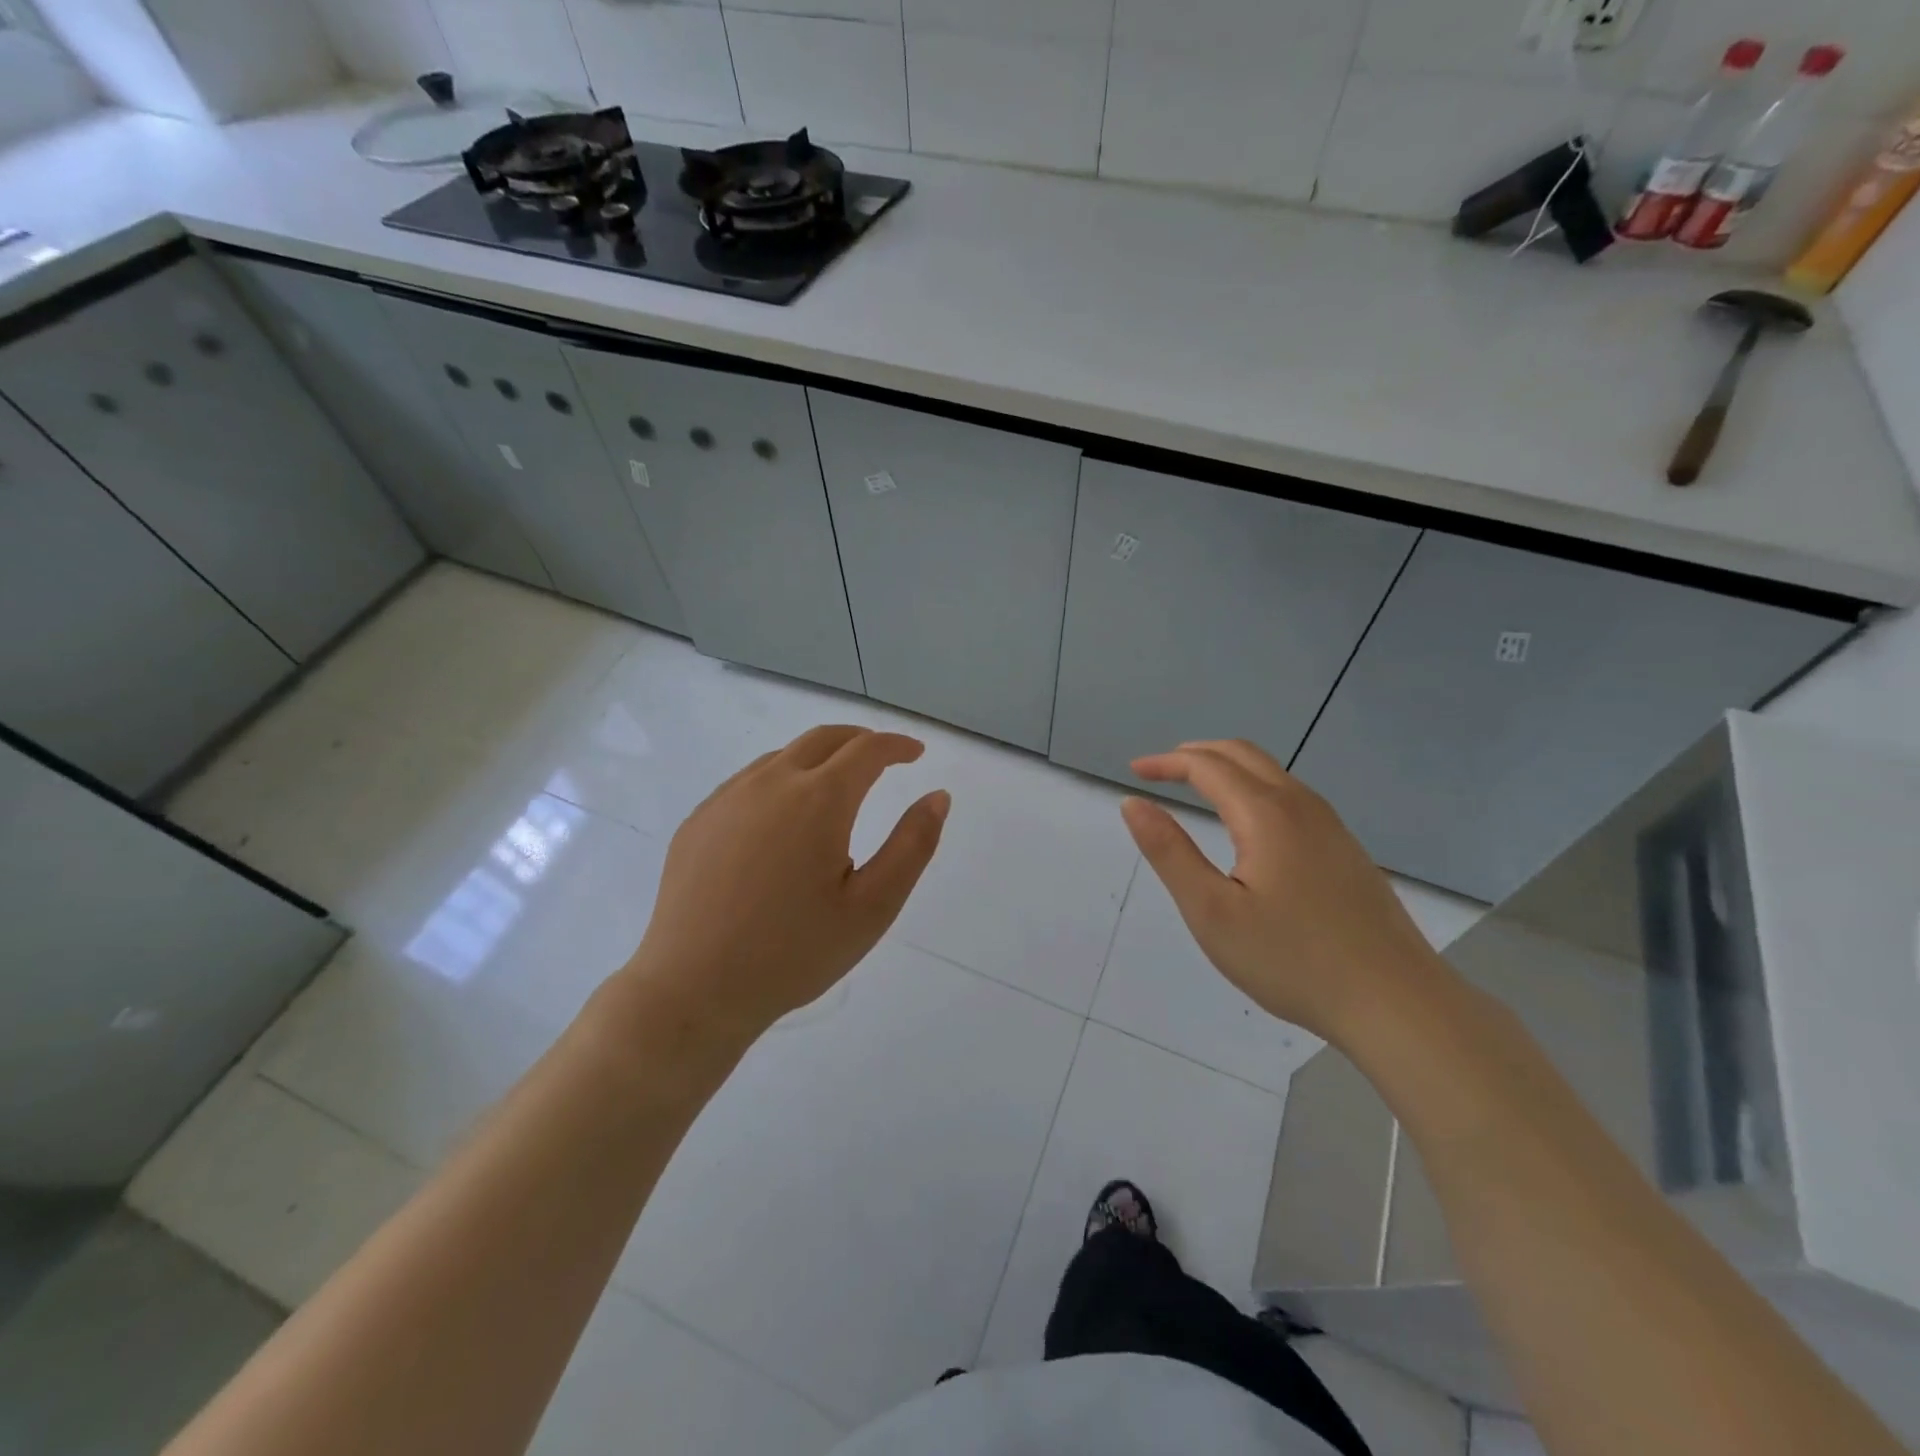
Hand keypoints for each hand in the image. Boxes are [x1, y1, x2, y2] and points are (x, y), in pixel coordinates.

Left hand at [621, 725, 949, 1042]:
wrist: (693, 990)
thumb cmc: (794, 953)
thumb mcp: (873, 907)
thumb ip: (912, 846)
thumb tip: (937, 796)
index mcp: (819, 800)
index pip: (867, 750)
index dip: (897, 745)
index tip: (915, 753)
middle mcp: (770, 783)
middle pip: (823, 739)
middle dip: (860, 740)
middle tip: (883, 758)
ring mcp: (727, 798)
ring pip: (782, 757)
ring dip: (818, 759)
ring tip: (837, 788)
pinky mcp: (699, 820)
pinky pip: (748, 781)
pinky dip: (780, 780)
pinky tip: (783, 819)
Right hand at [1120, 740, 1452, 1044]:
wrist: (1396, 1002)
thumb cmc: (1293, 960)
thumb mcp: (1212, 911)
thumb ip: (1169, 852)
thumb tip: (1133, 803)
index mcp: (1266, 814)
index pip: (1207, 766)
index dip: (1166, 763)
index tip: (1133, 773)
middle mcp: (1301, 806)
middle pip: (1243, 754)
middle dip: (1196, 754)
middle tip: (1159, 771)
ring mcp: (1331, 826)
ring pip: (1271, 773)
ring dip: (1227, 768)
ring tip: (1194, 787)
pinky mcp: (1346, 849)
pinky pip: (1290, 797)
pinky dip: (1252, 788)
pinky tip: (1246, 824)